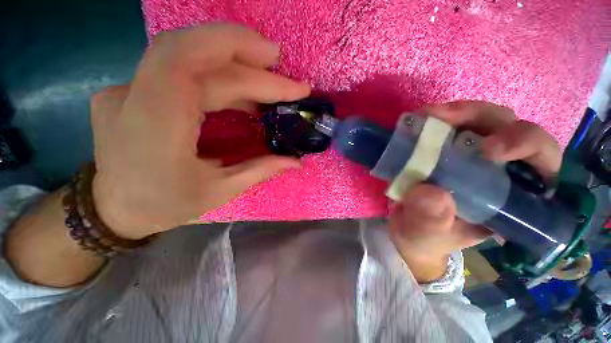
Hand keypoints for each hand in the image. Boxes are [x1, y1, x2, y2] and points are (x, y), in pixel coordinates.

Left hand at [91, 24, 309, 239]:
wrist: (113, 209)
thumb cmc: (164, 206)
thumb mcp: (219, 192)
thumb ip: (261, 170)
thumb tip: (295, 160)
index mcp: (153, 128)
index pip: (195, 68)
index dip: (247, 67)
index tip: (287, 79)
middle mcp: (132, 97)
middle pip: (191, 51)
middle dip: (242, 51)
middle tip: (278, 60)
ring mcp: (127, 88)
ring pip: (184, 53)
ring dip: (231, 58)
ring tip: (266, 74)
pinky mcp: (133, 89)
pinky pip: (180, 68)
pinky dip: (217, 72)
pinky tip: (241, 89)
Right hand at [389, 101, 561, 282]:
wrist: (407, 228)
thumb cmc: (423, 238)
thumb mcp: (424, 236)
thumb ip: (430, 222)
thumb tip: (431, 194)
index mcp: (509, 199)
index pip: (541, 163)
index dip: (526, 146)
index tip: (489, 150)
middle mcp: (498, 170)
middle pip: (510, 128)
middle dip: (483, 118)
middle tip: (446, 118)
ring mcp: (471, 155)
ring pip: (482, 119)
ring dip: (458, 113)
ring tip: (428, 116)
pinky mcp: (447, 148)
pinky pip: (451, 124)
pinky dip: (437, 118)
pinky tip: (420, 120)